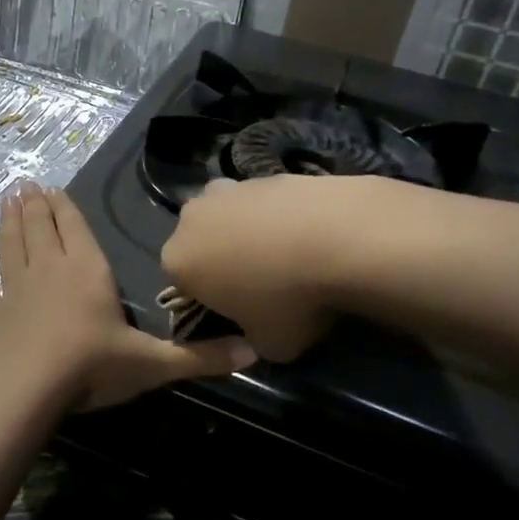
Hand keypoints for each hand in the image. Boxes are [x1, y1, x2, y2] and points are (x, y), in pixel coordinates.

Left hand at [0, 183, 254, 410]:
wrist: (28, 388)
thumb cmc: (92, 367)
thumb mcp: (153, 364)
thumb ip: (201, 357)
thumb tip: (255, 352)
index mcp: (87, 271)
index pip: (76, 229)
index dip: (66, 208)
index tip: (55, 188)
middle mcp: (49, 270)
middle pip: (41, 228)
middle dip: (36, 205)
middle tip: (27, 184)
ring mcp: (15, 289)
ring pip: (11, 245)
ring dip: (8, 221)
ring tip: (6, 199)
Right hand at [159, 176, 352, 362]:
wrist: (339, 238)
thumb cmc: (290, 300)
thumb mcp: (268, 346)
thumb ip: (250, 340)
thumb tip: (257, 332)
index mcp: (178, 261)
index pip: (183, 286)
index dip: (210, 301)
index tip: (240, 313)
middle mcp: (191, 219)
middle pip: (202, 244)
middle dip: (223, 261)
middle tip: (263, 284)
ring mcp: (228, 189)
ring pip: (229, 217)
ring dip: (249, 234)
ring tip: (289, 256)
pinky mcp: (264, 173)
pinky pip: (263, 203)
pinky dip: (278, 216)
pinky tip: (308, 234)